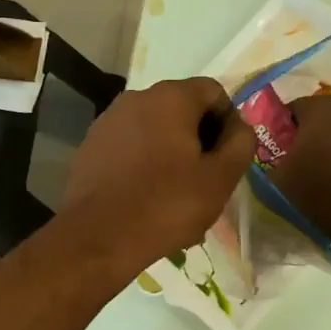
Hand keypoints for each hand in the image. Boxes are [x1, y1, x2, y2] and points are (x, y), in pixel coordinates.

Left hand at [61, 77, 255, 272]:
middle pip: (182, 109)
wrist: (96, 238)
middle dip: (199, 139)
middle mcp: (136, 98)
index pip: (214, 92)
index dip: (229, 122)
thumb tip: (238, 127)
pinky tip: (147, 197)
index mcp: (170, 97)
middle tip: (206, 180)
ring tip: (177, 194)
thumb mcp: (220, 178)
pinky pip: (130, 147)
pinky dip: (145, 164)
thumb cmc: (165, 205)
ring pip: (154, 130)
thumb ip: (240, 143)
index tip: (229, 158)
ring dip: (172, 153)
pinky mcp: (90, 146)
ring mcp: (108, 121)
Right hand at [267, 95, 330, 246]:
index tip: (277, 148)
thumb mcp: (277, 177)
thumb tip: (267, 154)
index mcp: (321, 108)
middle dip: (311, 132)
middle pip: (323, 115)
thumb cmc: (318, 190)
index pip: (293, 107)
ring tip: (326, 168)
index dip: (282, 127)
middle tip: (300, 158)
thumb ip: (268, 158)